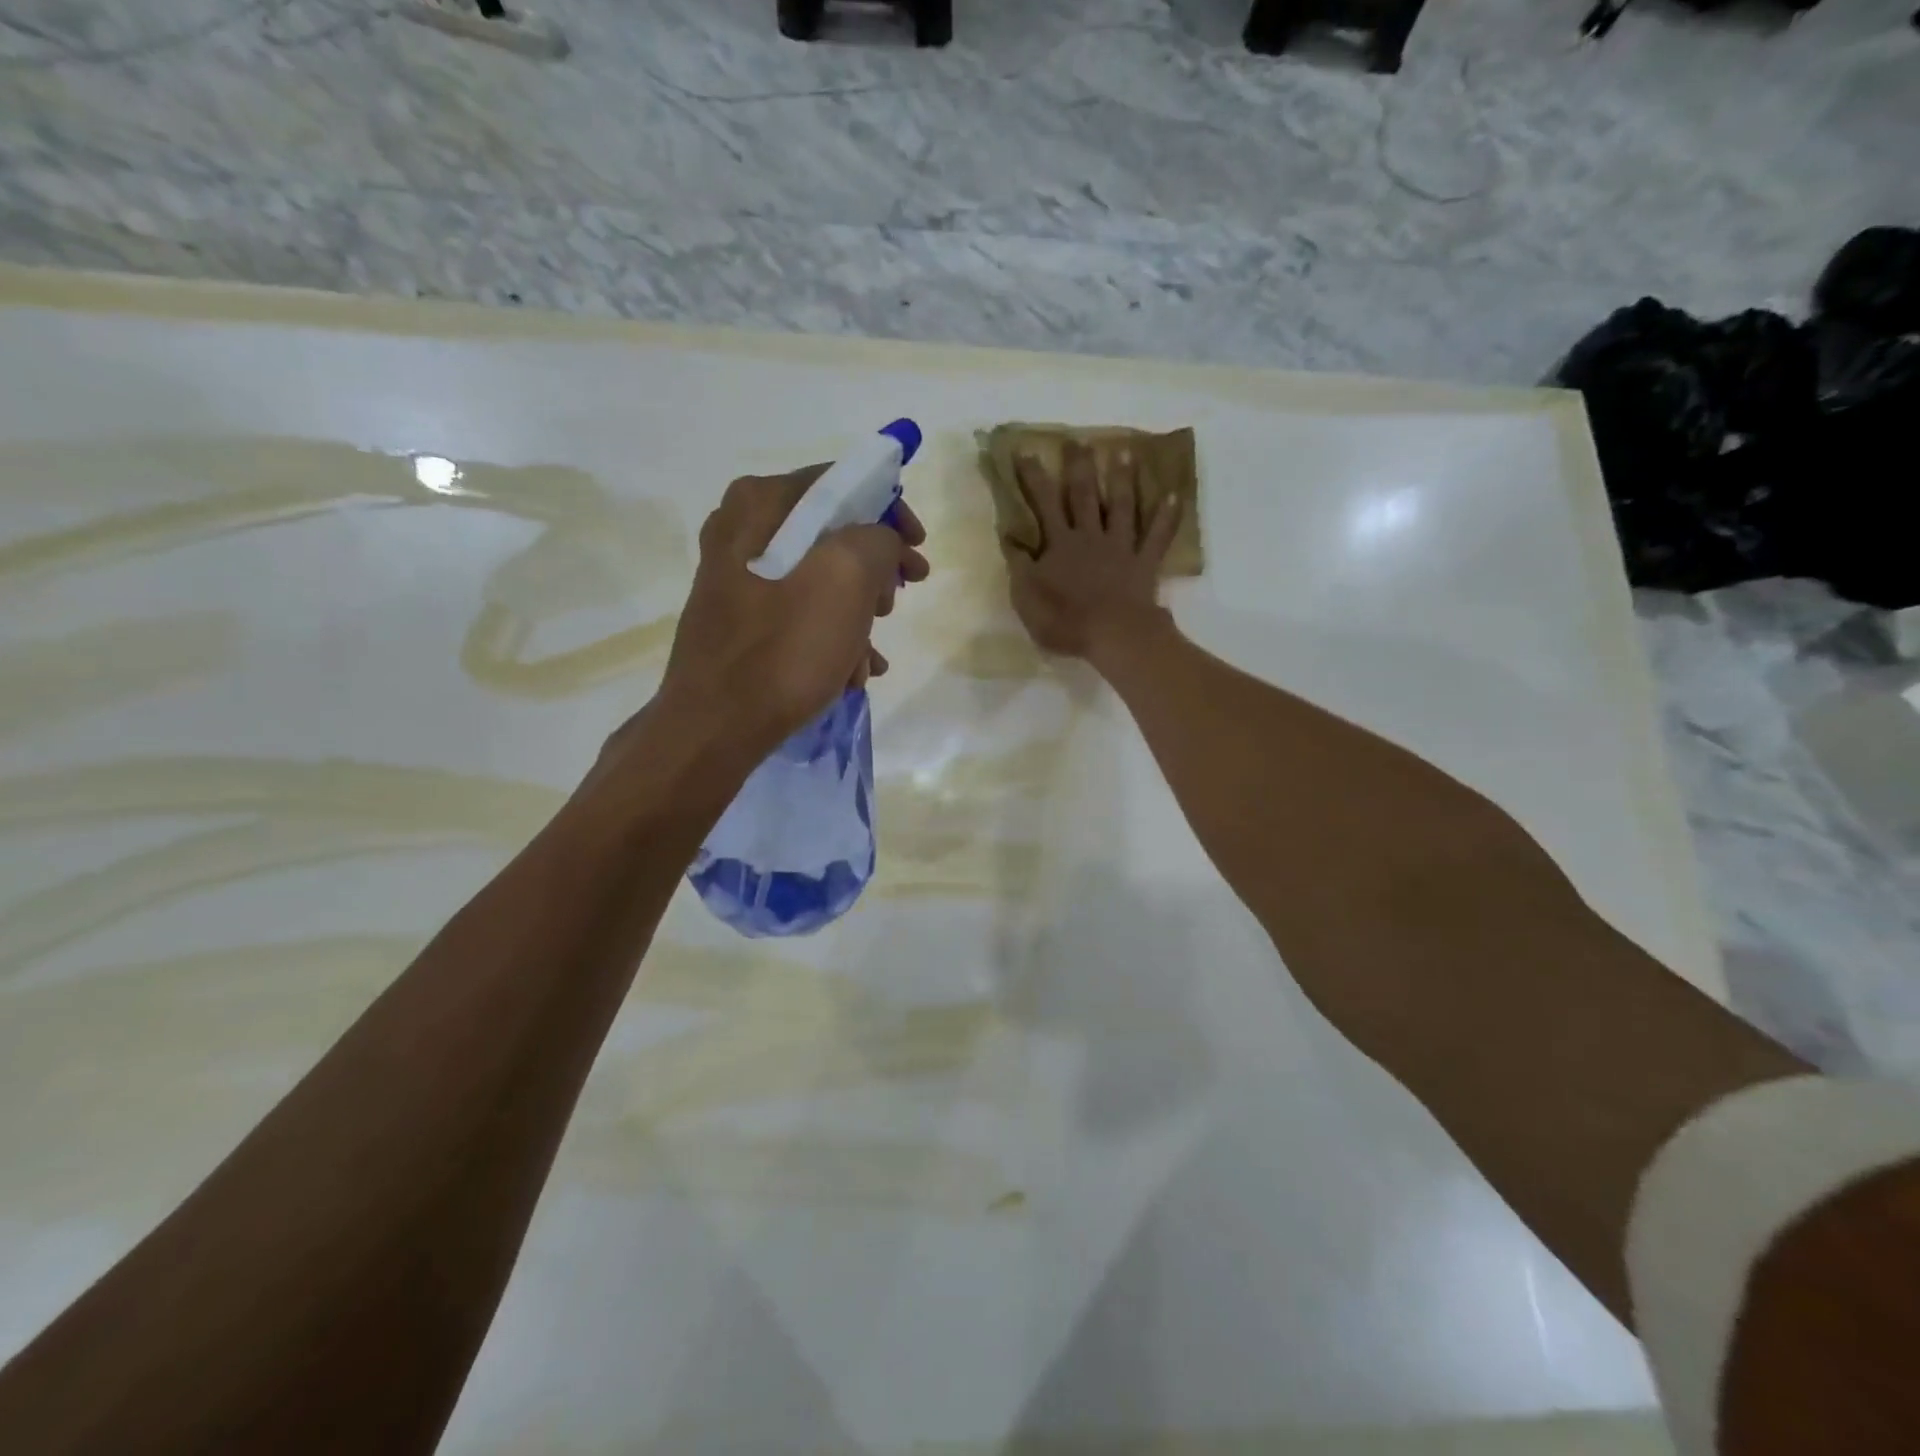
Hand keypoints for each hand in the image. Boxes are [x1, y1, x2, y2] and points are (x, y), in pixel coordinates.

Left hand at [655, 464, 928, 755]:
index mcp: (760, 502)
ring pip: (819, 579)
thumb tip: (882, 544)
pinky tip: (850, 673)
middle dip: (874, 572)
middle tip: (894, 604)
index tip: (919, 548)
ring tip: (870, 657)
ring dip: (857, 616)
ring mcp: (736, 577)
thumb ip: (878, 539)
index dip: (891, 511)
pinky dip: (830, 636)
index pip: (842, 482)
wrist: (716, 727)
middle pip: (832, 533)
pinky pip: (798, 613)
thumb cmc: (785, 647)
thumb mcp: (848, 578)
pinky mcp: (739, 620)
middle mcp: (741, 529)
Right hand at [1003, 440, 1179, 660]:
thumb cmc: (1065, 620)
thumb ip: (1018, 566)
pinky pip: (1157, 535)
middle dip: (1079, 467)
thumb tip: (1009, 537)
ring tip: (1125, 453)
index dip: (1033, 478)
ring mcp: (1120, 547)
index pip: (1043, 504)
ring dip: (1122, 479)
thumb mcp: (1026, 598)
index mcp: (1059, 544)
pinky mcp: (1144, 562)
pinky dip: (1166, 516)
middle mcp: (1090, 536)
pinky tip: (1173, 494)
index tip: (1026, 451)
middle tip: (1079, 441)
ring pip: (1121, 506)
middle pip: (1083, 496)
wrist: (1113, 634)